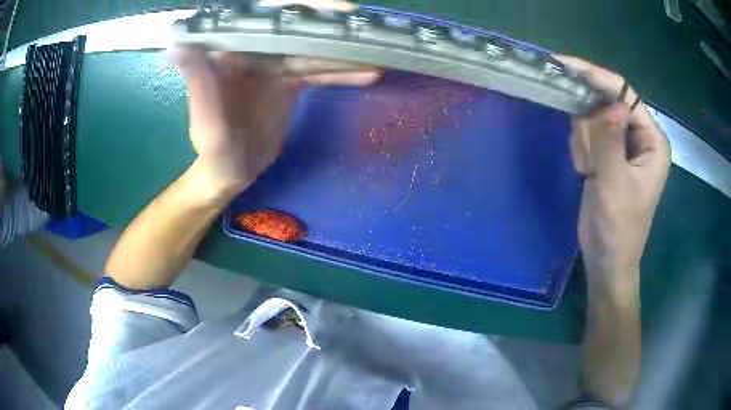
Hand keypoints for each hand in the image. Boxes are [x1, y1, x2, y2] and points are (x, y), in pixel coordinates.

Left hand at [171, 0, 379, 195]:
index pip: (266, 19)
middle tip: (365, 30)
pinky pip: (318, 71)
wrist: (231, 171)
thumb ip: (198, 82)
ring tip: (378, 53)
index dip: (299, 8)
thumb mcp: (206, 121)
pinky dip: (342, 73)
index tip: (334, 9)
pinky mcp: (289, 81)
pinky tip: (368, 73)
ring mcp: (274, 64)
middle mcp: (253, 51)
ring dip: (344, 52)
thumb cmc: (213, 149)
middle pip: (296, 30)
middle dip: (330, 27)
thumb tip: (179, 45)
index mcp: (231, 51)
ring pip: (312, 50)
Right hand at [558, 56, 670, 292]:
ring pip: (593, 117)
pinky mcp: (608, 152)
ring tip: (589, 172)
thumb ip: (612, 141)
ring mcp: (622, 143)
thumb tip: (612, 104)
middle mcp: (640, 136)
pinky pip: (587, 133)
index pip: (625, 95)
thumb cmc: (618, 228)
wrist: (606, 258)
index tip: (564, 63)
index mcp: (652, 140)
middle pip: (606, 103)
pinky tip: (586, 172)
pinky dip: (581, 149)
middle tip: (589, 160)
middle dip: (592, 128)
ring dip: (585, 143)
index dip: (597, 77)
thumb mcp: (615, 185)